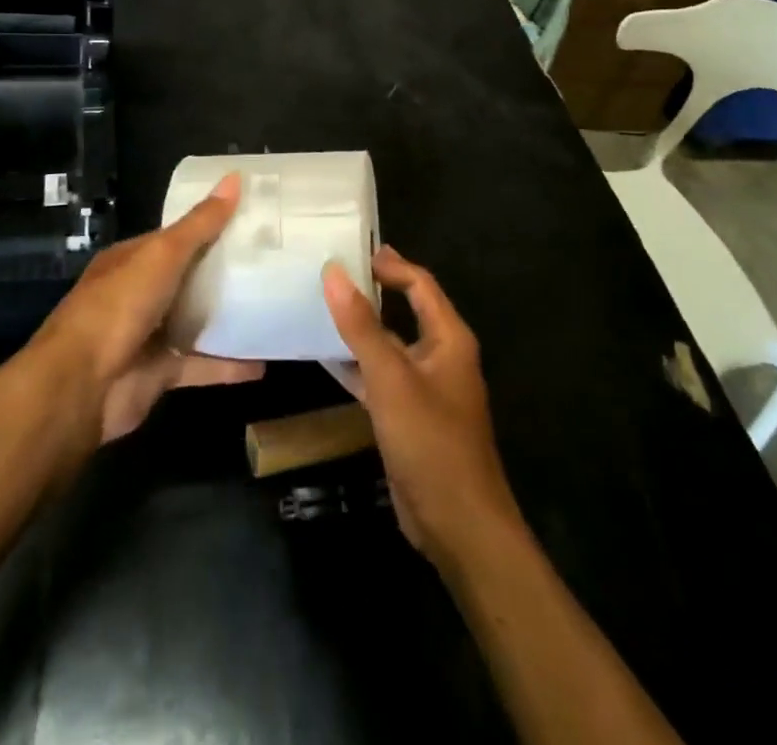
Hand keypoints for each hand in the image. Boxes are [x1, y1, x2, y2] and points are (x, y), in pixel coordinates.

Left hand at [27, 173, 263, 444]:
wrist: (80, 386)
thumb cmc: (118, 306)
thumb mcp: (162, 255)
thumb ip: (200, 224)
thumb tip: (234, 178)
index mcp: (132, 260)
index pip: (175, 237)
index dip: (209, 227)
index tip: (250, 221)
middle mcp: (138, 294)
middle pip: (187, 278)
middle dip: (224, 272)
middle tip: (272, 262)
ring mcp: (148, 335)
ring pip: (194, 322)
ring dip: (227, 318)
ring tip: (273, 308)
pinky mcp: (159, 373)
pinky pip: (200, 365)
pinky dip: (228, 365)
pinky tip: (262, 363)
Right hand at [323, 248, 522, 565]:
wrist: (457, 525)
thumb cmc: (431, 441)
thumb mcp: (391, 378)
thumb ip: (361, 325)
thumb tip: (334, 272)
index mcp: (449, 338)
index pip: (420, 284)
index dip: (391, 265)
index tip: (353, 250)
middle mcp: (441, 356)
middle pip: (406, 310)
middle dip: (372, 292)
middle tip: (331, 274)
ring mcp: (425, 389)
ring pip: (390, 345)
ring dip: (360, 329)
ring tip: (320, 308)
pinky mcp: (410, 417)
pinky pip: (381, 378)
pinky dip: (357, 365)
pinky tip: (326, 359)